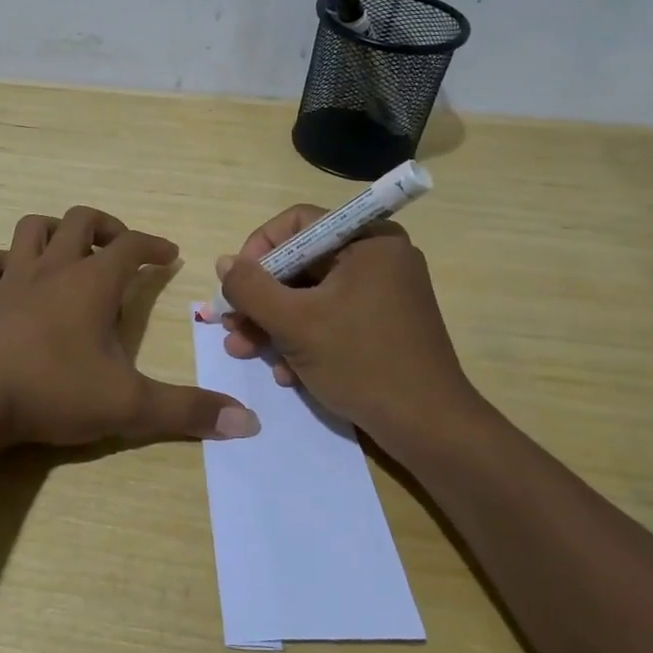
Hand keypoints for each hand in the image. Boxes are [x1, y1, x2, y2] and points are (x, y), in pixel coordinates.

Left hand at [0, 206, 259, 449]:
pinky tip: (12, 276)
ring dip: (54, 231)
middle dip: (106, 227)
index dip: (153, 245)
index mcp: (92, 283)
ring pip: (32, 228)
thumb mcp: (129, 405)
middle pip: (80, 221)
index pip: (130, 246)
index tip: (168, 254)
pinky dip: (3, 260)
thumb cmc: (54, 390)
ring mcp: (11, 278)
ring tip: (68, 251)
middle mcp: (52, 268)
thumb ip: (187, 411)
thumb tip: (248, 421)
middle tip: (119, 248)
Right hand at [216, 205, 485, 452]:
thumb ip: (251, 288)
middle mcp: (378, 258)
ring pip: (311, 295)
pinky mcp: (382, 325)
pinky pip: (331, 318)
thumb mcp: (295, 323)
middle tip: (230, 325)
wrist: (428, 428)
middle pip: (301, 263)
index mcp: (368, 241)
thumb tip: (224, 263)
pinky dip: (303, 339)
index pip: (297, 224)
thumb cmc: (362, 362)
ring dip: (274, 323)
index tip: (236, 285)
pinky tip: (285, 372)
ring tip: (243, 351)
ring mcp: (382, 293)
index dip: (258, 250)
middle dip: (260, 298)